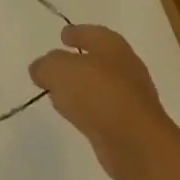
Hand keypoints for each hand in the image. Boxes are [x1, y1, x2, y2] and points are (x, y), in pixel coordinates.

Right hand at [29, 24, 179, 179]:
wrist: (138, 146)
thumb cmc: (97, 93)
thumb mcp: (57, 69)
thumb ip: (45, 65)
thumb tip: (40, 71)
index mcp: (112, 46)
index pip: (91, 33)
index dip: (75, 33)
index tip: (61, 37)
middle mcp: (126, 68)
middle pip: (97, 61)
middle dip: (77, 63)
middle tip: (56, 67)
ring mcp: (132, 100)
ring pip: (100, 88)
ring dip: (82, 90)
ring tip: (59, 94)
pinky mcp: (132, 128)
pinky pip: (104, 112)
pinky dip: (89, 111)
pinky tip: (74, 116)